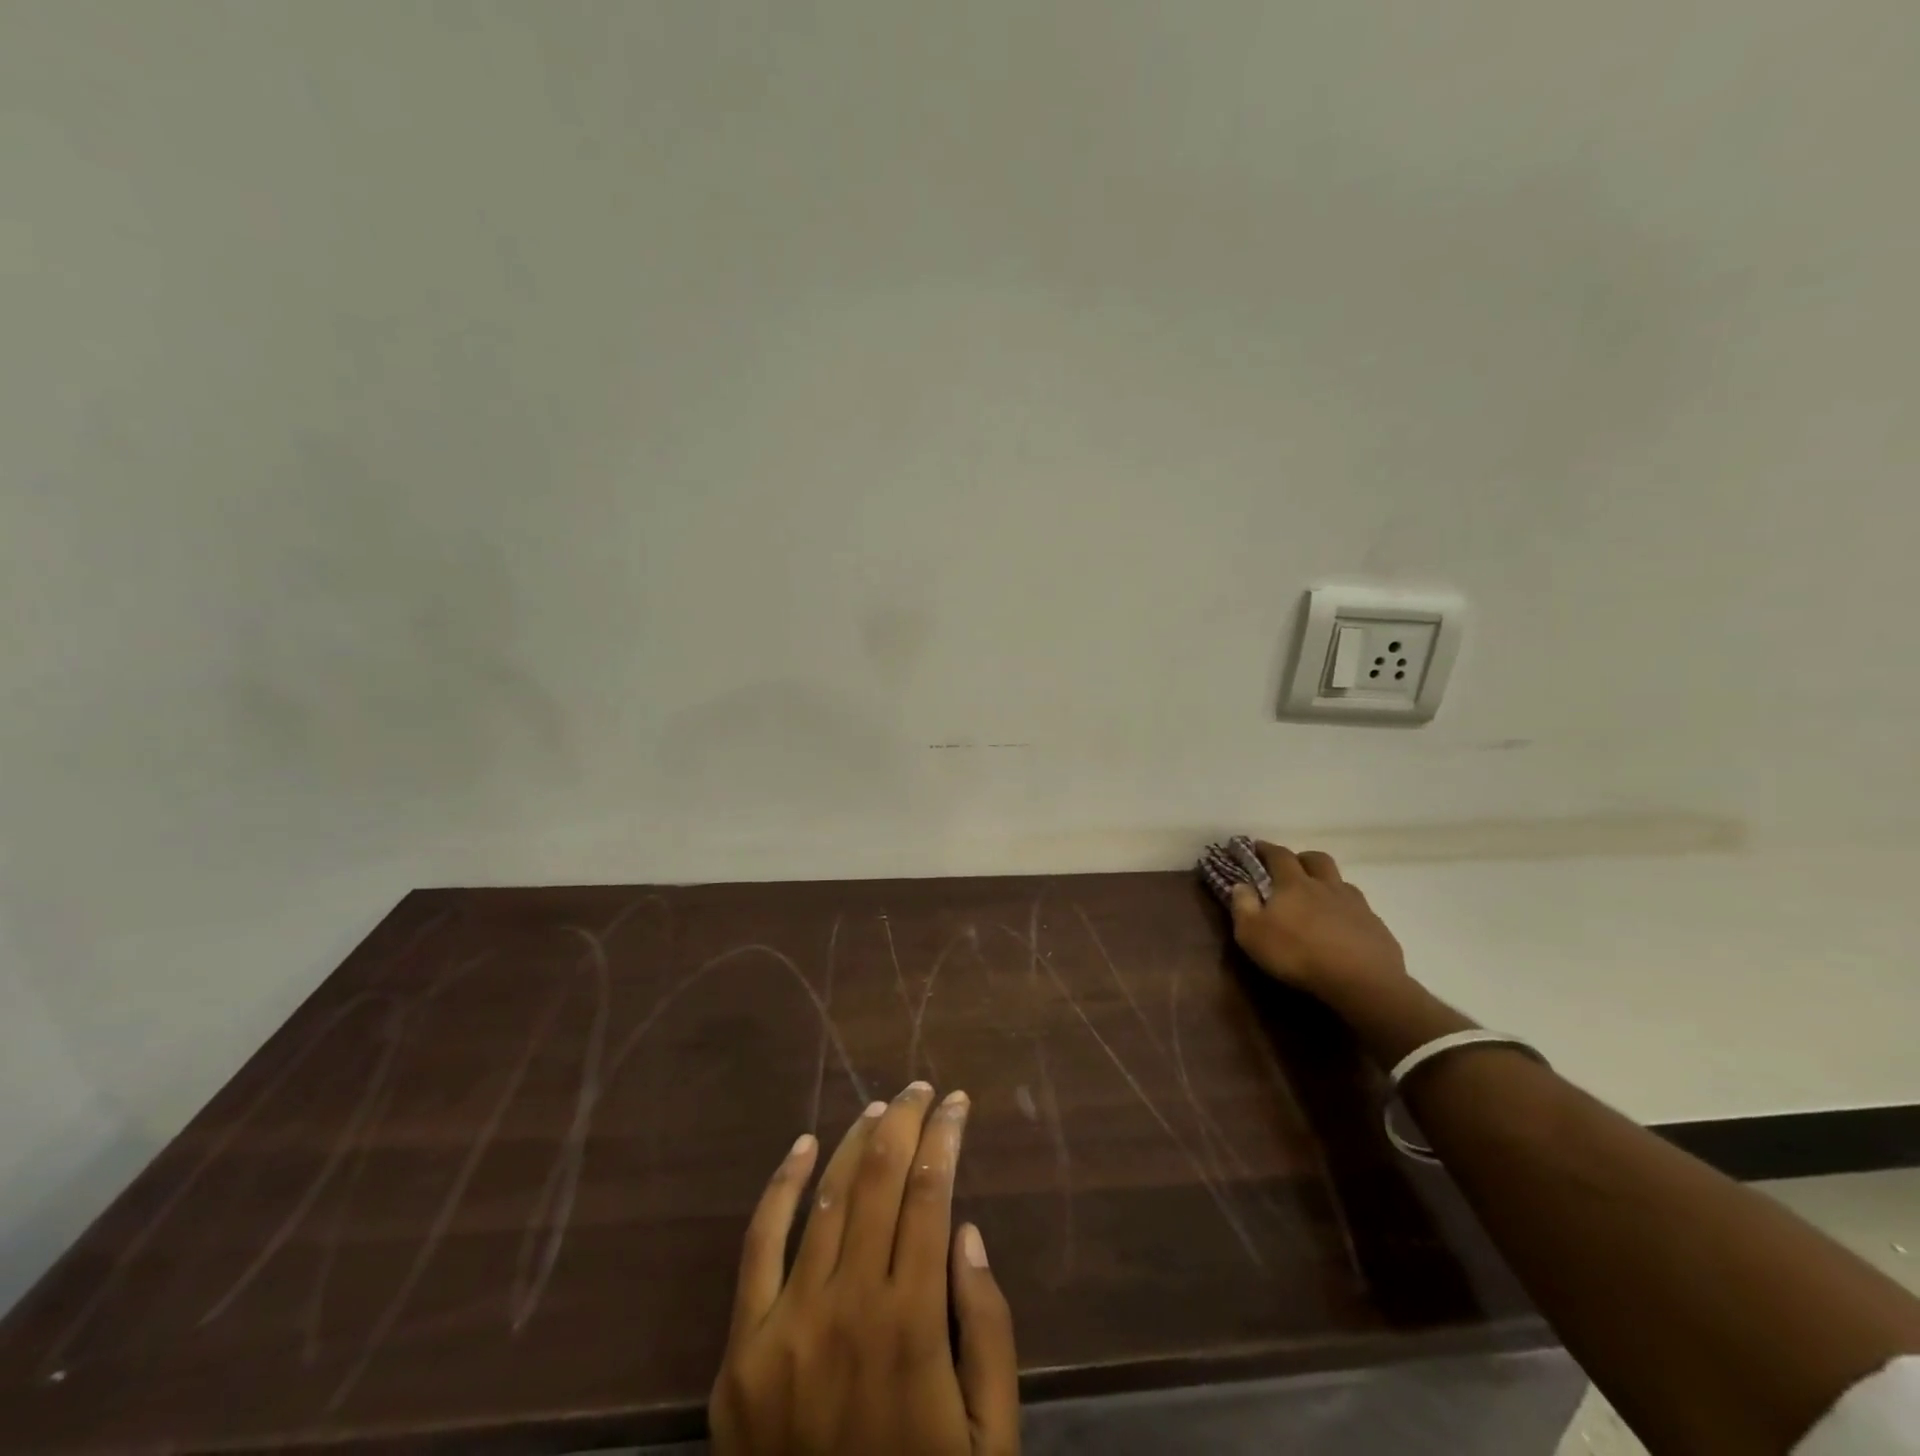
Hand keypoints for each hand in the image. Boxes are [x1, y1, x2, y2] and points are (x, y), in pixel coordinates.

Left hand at [709, 1082, 1019, 1455]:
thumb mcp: (990, 1438)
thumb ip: (987, 1329)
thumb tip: (964, 1229)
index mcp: (913, 1324)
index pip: (931, 1192)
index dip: (945, 1135)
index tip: (957, 1103)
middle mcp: (849, 1306)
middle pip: (881, 1178)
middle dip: (906, 1121)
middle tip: (921, 1089)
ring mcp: (788, 1323)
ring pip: (827, 1196)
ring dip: (857, 1141)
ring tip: (881, 1109)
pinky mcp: (742, 1347)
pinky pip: (759, 1243)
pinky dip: (781, 1184)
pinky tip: (804, 1145)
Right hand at [1227, 843, 1407, 1006]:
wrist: (1361, 981)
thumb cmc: (1297, 954)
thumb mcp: (1252, 934)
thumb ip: (1243, 906)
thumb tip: (1241, 885)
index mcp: (1294, 884)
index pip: (1279, 855)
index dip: (1266, 849)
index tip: (1256, 847)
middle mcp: (1326, 886)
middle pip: (1316, 859)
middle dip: (1302, 858)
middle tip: (1292, 868)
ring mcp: (1355, 904)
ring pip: (1341, 882)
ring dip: (1328, 883)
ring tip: (1319, 899)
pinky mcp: (1376, 925)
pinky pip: (1360, 909)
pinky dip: (1347, 911)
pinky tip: (1343, 928)